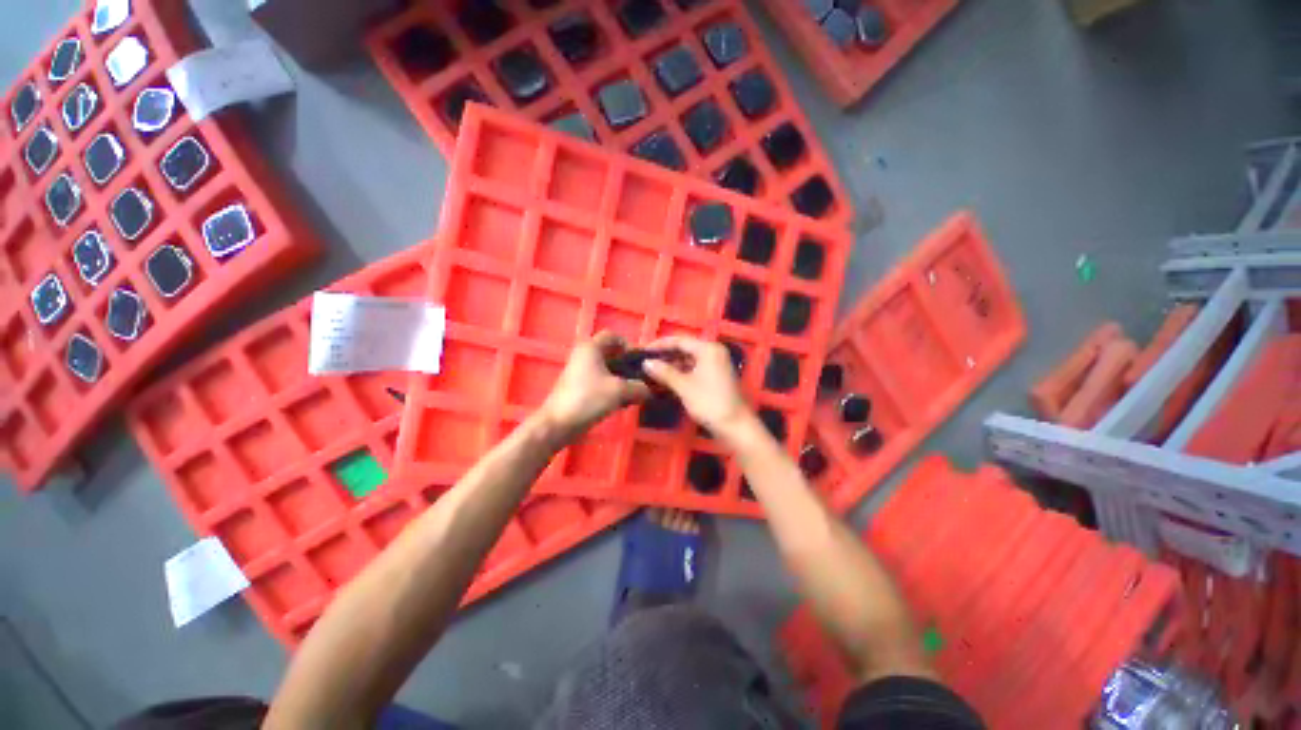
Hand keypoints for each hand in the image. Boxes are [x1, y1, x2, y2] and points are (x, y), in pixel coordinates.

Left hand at [538, 332, 651, 442]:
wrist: (558, 424)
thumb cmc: (588, 399)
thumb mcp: (620, 391)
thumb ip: (639, 387)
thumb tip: (650, 389)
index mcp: (591, 347)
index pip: (613, 336)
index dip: (629, 346)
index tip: (639, 363)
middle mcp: (583, 355)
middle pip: (611, 353)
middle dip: (627, 365)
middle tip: (640, 379)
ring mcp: (579, 372)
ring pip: (606, 369)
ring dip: (621, 379)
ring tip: (633, 393)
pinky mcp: (578, 387)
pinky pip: (600, 381)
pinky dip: (612, 388)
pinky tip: (621, 403)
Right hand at [640, 336, 752, 442]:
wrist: (735, 426)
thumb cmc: (709, 403)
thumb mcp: (684, 387)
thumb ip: (664, 372)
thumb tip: (646, 363)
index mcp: (708, 349)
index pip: (680, 340)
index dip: (660, 345)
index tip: (643, 352)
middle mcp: (713, 352)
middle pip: (685, 349)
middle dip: (665, 356)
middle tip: (646, 363)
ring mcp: (716, 364)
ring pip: (689, 360)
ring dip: (672, 365)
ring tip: (652, 372)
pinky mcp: (715, 376)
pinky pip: (694, 369)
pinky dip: (681, 373)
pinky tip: (667, 380)